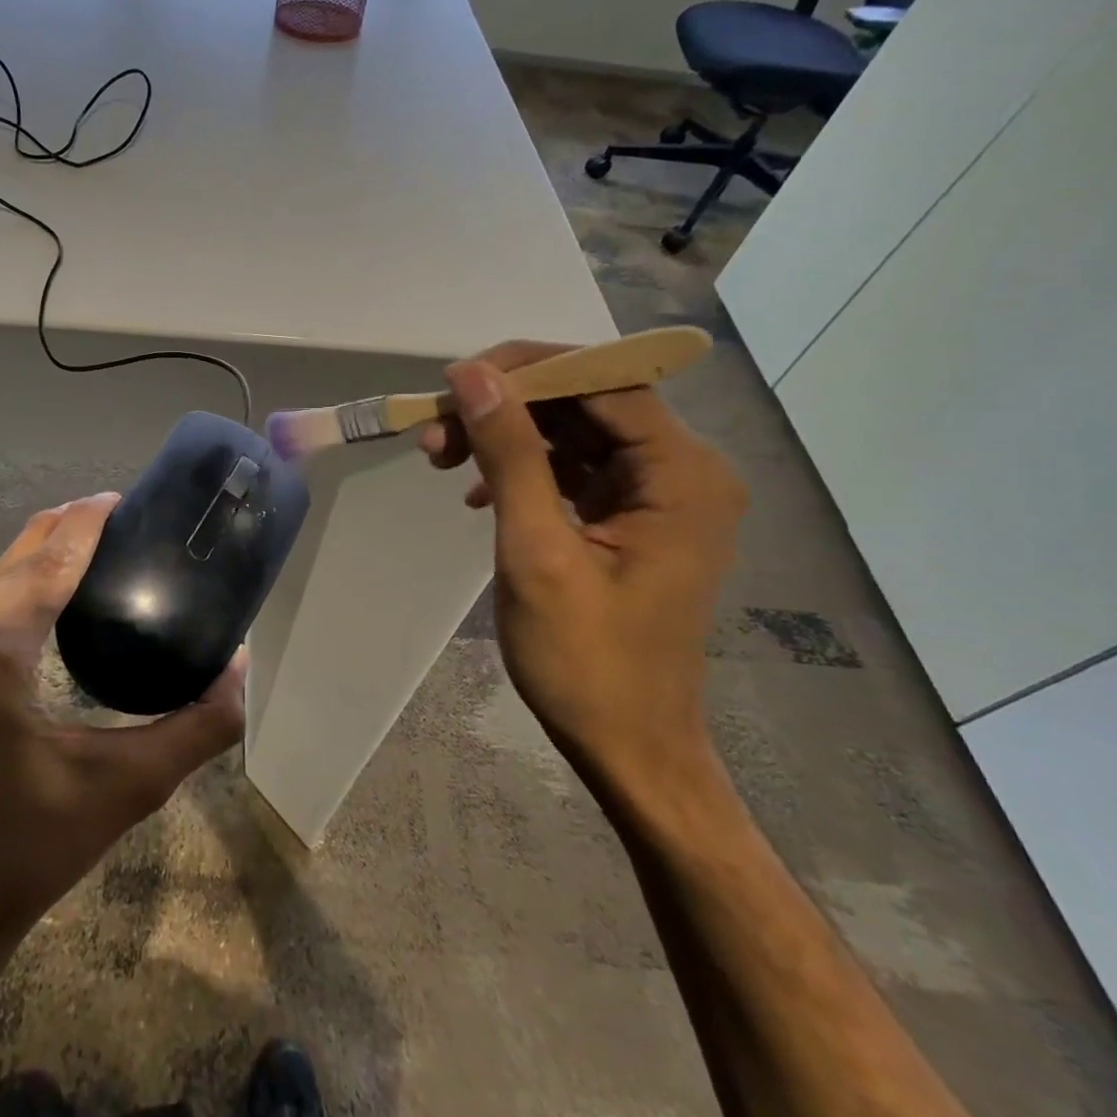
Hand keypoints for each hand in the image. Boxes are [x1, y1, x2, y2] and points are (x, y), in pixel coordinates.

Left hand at [0, 492, 246, 968]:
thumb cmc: (35, 850)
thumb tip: (240, 664)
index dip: (83, 525)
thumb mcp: (129, 789)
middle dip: (57, 535)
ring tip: (58, 561)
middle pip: (8, 566)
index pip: (46, 568)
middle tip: (100, 521)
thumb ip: (198, 725)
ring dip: (15, 564)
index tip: (113, 500)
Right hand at [418, 342, 746, 795]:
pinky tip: (477, 493)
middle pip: (584, 401)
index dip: (525, 370)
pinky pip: (570, 467)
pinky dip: (520, 468)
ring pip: (570, 431)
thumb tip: (471, 376)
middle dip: (505, 407)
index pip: (603, 380)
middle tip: (435, 431)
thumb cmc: (586, 661)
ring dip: (503, 436)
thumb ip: (510, 454)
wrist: (627, 746)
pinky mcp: (629, 517)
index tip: (452, 384)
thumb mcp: (537, 550)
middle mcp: (681, 470)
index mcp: (681, 474)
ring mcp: (656, 494)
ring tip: (441, 458)